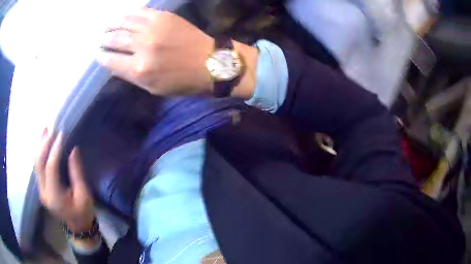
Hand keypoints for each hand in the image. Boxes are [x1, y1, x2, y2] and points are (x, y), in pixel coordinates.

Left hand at [35, 129, 94, 232]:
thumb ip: (76, 173)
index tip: (62, 134)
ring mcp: (40, 190)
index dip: (55, 150)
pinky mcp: (41, 187)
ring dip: (40, 146)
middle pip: (39, 164)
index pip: (51, 168)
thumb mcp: (84, 195)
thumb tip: (73, 149)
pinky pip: (38, 167)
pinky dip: (40, 153)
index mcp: (55, 197)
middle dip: (44, 144)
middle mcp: (44, 193)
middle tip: (51, 128)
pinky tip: (43, 142)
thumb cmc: (83, 213)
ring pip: (36, 164)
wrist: (77, 227)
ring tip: (45, 130)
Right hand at [97, 8, 258, 98]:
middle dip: (104, 40)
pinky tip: (122, 16)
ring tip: (107, 27)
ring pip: (124, 23)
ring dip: (112, 25)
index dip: (101, 57)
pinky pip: (140, 12)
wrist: (210, 63)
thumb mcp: (153, 88)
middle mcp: (143, 47)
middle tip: (101, 39)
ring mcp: (153, 29)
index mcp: (139, 70)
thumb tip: (113, 65)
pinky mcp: (164, 17)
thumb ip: (130, 76)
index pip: (111, 61)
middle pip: (115, 40)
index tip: (98, 53)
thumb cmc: (182, 82)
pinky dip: (128, 14)